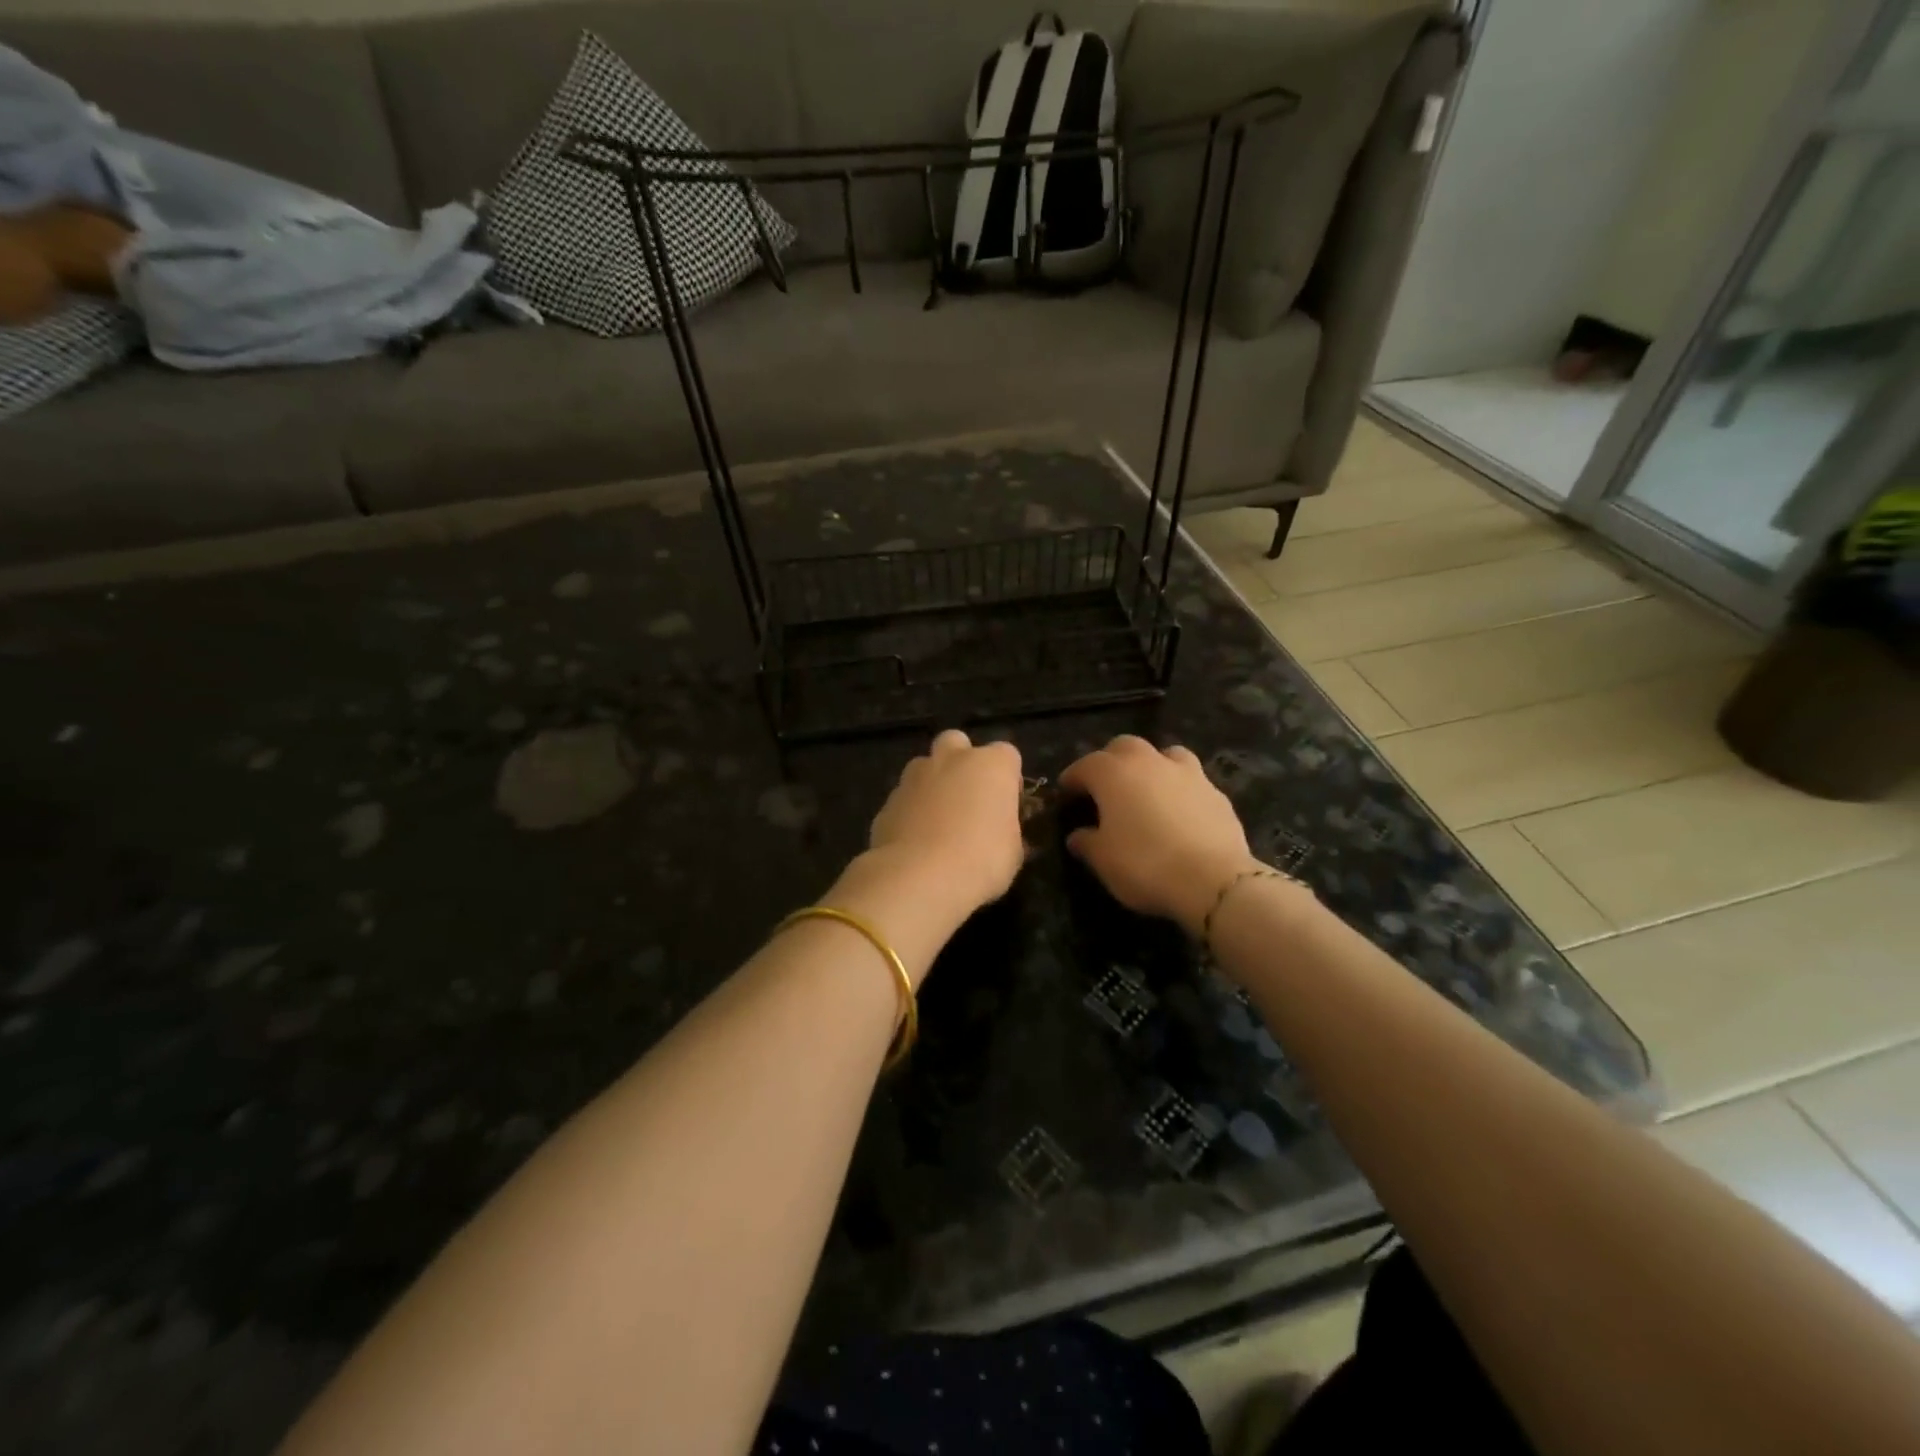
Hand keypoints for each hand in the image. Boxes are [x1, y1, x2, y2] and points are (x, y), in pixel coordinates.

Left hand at [837, 730, 1024, 973]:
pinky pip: (905, 797)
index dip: (1008, 780)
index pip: (1007, 755)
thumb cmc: (981, 860)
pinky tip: (916, 840)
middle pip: (958, 743)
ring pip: (925, 766)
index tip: (1006, 807)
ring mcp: (914, 776)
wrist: (918, 877)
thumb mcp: (1013, 852)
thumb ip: (1009, 831)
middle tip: (968, 798)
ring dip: (933, 784)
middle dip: (963, 762)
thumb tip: (1003, 833)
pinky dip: (911, 810)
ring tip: (939, 821)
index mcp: (991, 765)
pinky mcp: (888, 800)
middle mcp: (952, 759)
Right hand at [1058, 735, 1257, 936]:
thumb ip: (1087, 842)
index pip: (1084, 766)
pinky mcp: (1216, 791)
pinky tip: (1178, 810)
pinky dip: (1178, 788)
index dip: (1072, 779)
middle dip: (1110, 761)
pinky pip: (1190, 779)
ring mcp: (1186, 772)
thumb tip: (1078, 836)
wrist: (1213, 879)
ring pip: (1163, 754)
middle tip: (1104, 786)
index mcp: (1113, 773)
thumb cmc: (1145, 865)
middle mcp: (1148, 762)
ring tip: (1146, 789)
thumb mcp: (1103, 860)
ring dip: (1150, 765)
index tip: (1066, 792)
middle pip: (1123, 747)